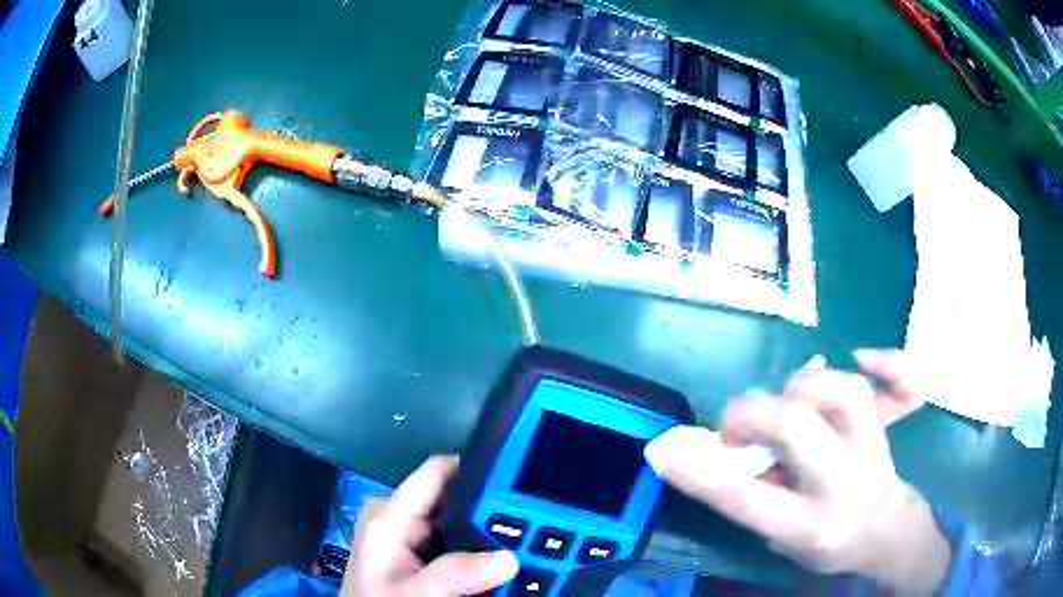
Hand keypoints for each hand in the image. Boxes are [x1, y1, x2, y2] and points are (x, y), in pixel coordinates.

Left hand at [341, 456, 518, 596]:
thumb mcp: (414, 594)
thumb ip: (454, 573)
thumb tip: (508, 558)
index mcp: (390, 517)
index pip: (438, 473)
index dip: (479, 467)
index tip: (522, 477)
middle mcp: (402, 521)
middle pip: (457, 499)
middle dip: (494, 510)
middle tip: (539, 522)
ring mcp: (413, 540)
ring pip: (463, 524)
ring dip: (492, 535)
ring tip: (530, 542)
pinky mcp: (423, 559)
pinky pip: (461, 545)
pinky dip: (483, 553)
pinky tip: (504, 561)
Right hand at [645, 350, 949, 594]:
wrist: (882, 531)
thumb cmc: (824, 542)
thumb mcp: (781, 540)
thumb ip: (754, 494)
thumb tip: (726, 444)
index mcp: (810, 527)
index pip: (749, 500)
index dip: (702, 475)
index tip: (665, 452)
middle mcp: (845, 484)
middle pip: (799, 429)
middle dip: (752, 416)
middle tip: (736, 427)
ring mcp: (874, 449)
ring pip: (845, 394)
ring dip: (804, 386)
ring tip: (788, 398)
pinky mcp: (889, 426)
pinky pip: (904, 388)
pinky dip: (891, 364)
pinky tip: (863, 355)